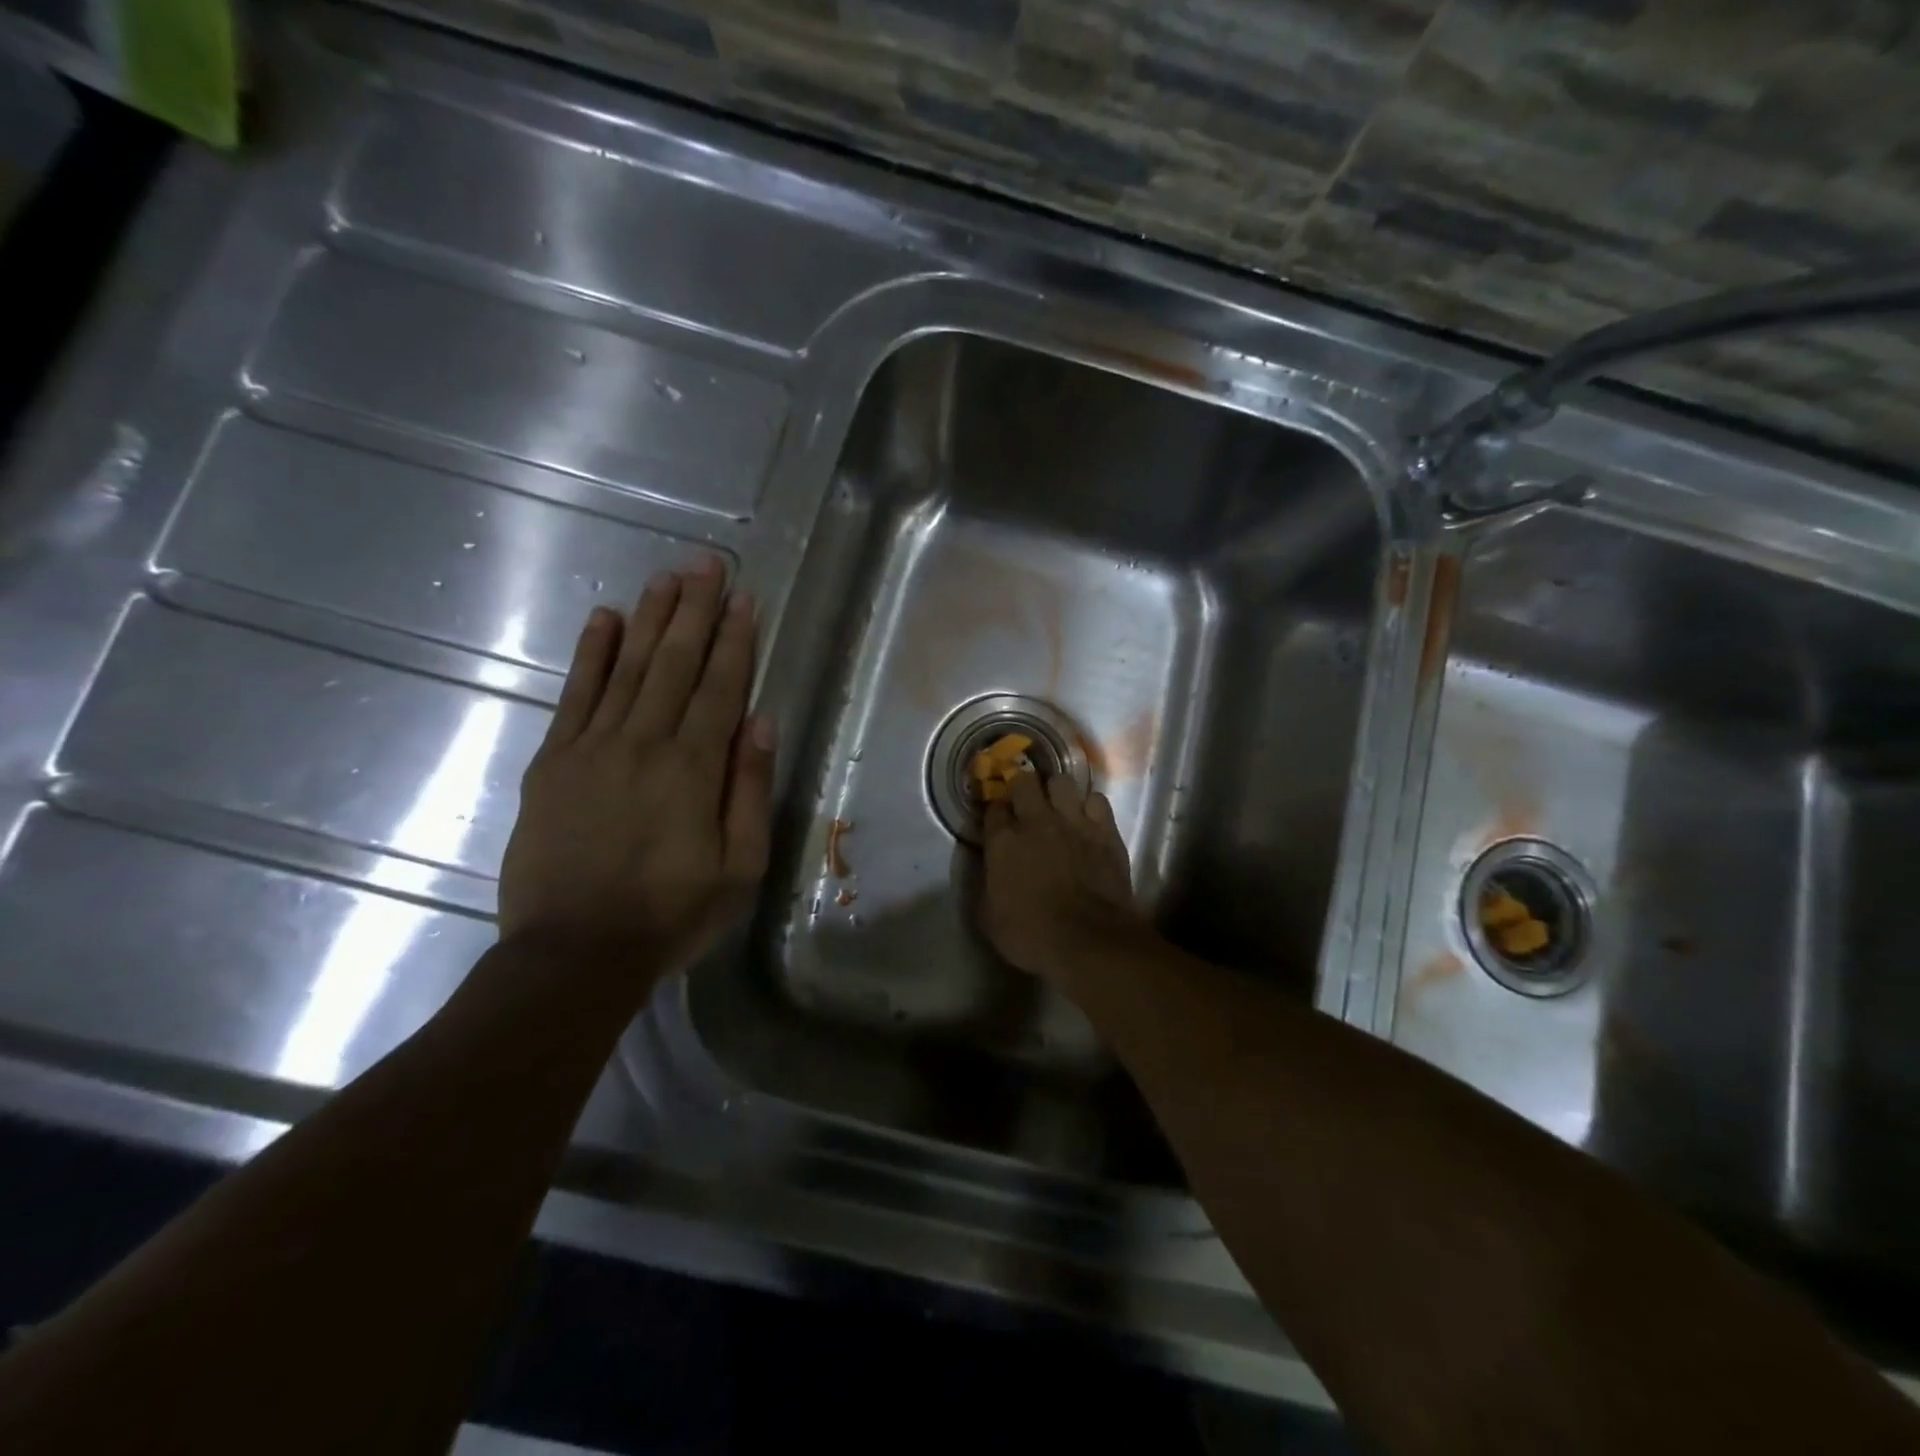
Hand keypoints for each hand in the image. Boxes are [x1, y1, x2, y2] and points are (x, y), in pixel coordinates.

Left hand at [497, 556, 774, 982]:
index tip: (745, 599)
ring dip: (650, 619)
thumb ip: (749, 790)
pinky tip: (604, 619)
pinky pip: (575, 696)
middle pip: (675, 664)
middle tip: (706, 564)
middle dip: (694, 610)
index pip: (721, 687)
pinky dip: (590, 654)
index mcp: (693, 768)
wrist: (574, 953)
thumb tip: (759, 722)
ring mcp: (592, 748)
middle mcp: (644, 743)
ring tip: (666, 578)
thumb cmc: (671, 914)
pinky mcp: (553, 762)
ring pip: (628, 668)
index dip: (735, 640)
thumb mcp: (739, 867)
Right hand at [979, 769, 1144, 985]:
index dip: (995, 813)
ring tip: (1058, 806)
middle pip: (1024, 781)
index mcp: (1003, 841)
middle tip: (1026, 803)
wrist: (1090, 941)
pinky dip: (1090, 806)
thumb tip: (989, 874)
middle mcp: (1036, 821)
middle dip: (1022, 787)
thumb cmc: (1032, 936)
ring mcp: (1074, 821)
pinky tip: (1089, 820)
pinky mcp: (1105, 830)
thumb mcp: (989, 919)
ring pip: (1062, 781)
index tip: (998, 822)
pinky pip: (1097, 799)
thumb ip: (985, 886)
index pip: (993, 808)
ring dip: (1057, 792)